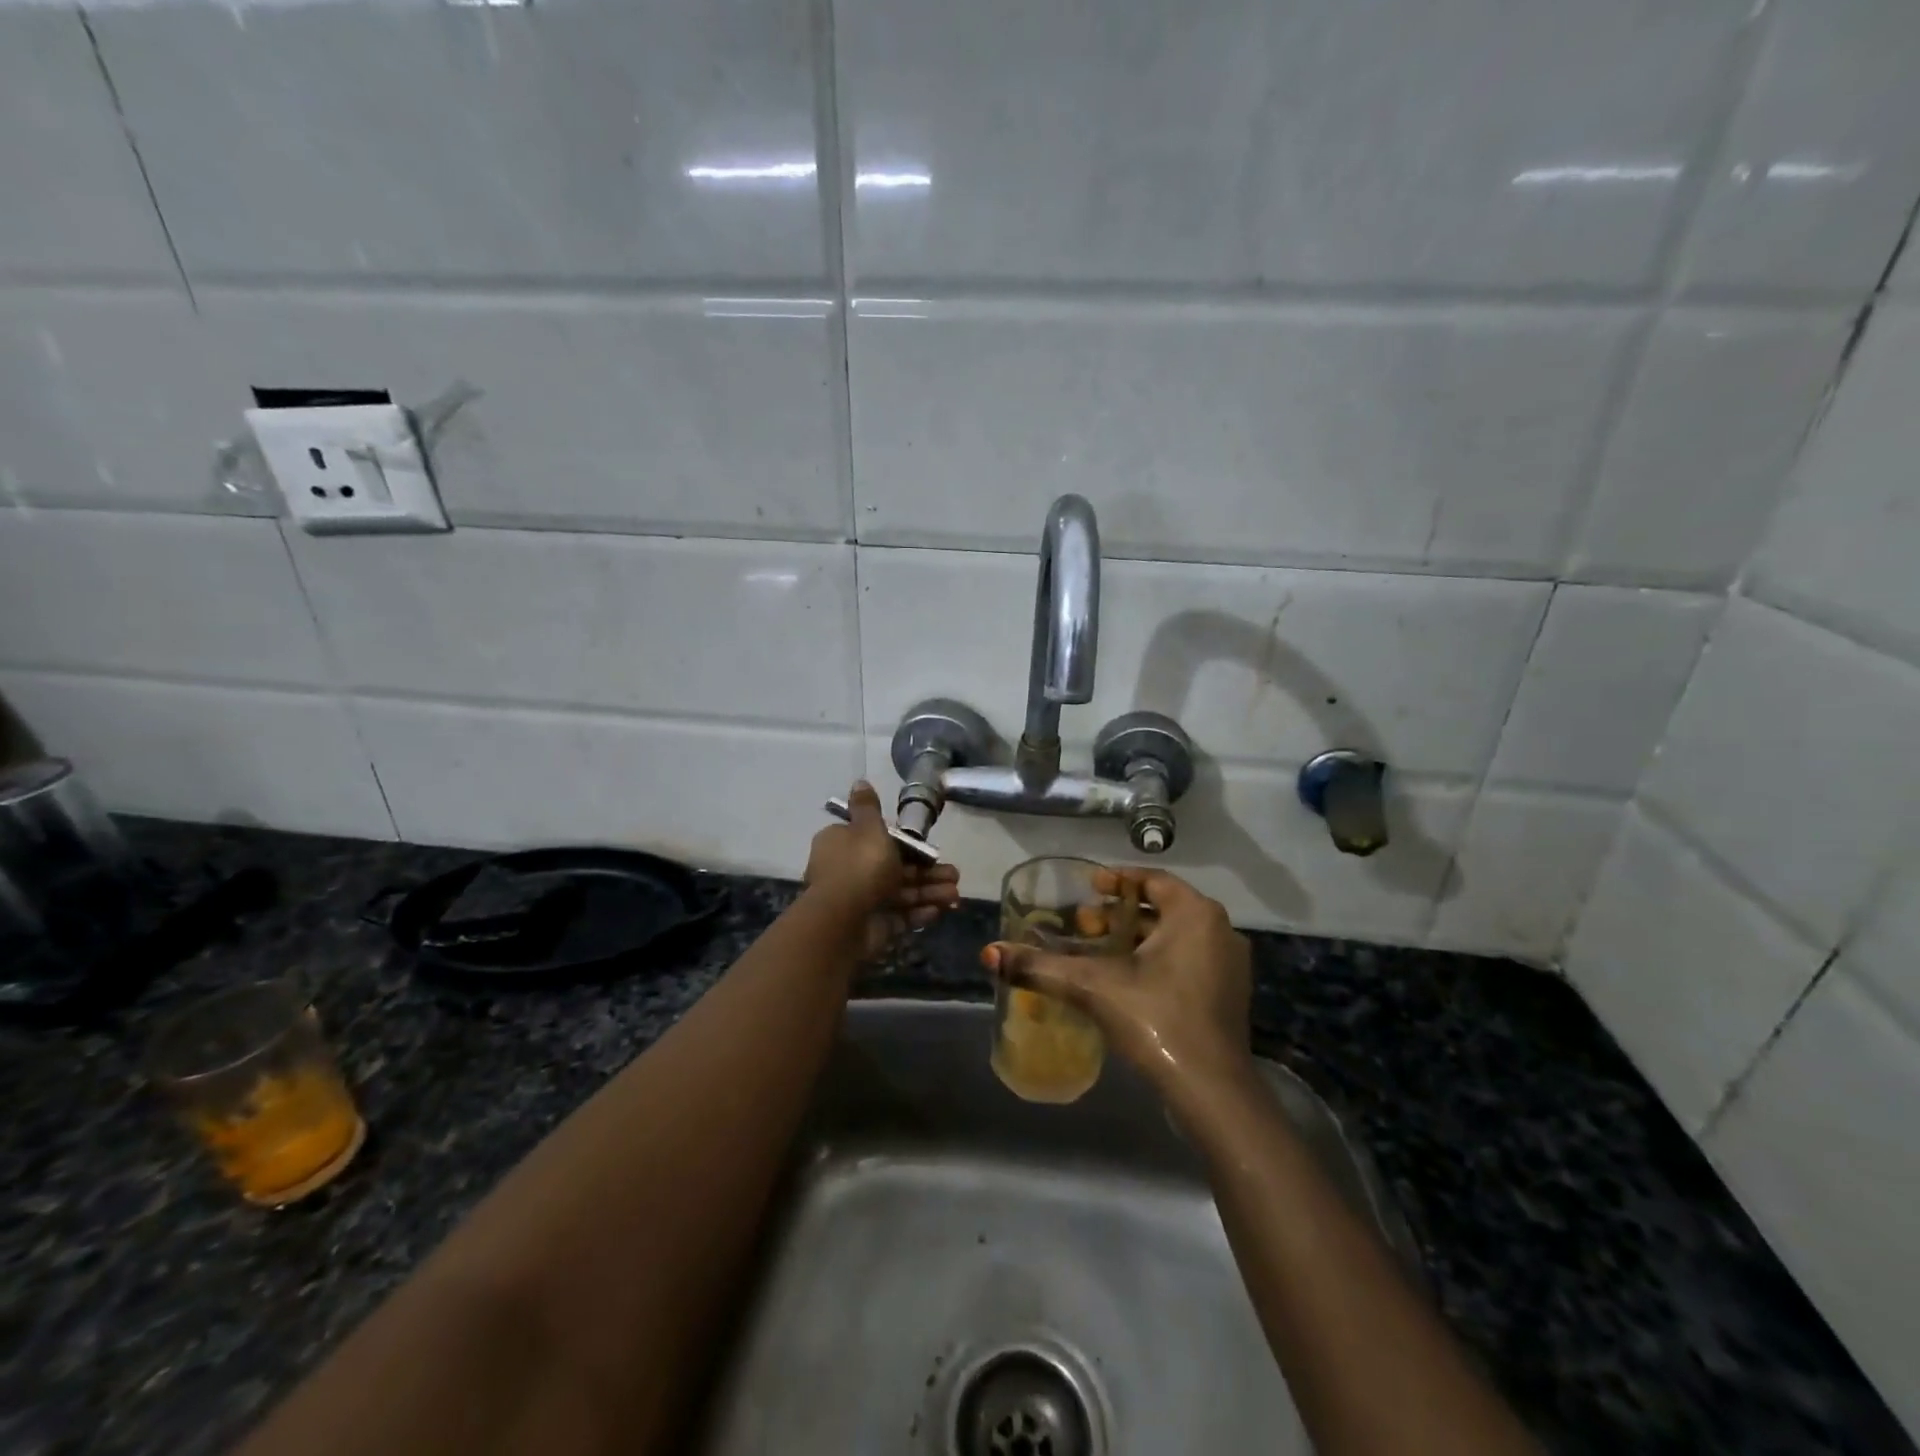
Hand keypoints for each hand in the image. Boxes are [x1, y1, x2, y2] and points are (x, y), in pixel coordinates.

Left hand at [804, 781, 960, 957]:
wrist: (844, 921)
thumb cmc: (860, 867)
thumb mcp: (868, 828)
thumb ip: (868, 807)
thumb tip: (859, 782)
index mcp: (843, 843)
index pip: (876, 838)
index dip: (904, 842)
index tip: (927, 845)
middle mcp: (850, 870)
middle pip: (894, 867)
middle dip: (927, 871)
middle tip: (955, 874)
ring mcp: (861, 900)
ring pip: (901, 892)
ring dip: (930, 892)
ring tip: (955, 894)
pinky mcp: (872, 925)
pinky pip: (900, 916)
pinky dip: (919, 912)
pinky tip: (940, 910)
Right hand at [982, 867, 1252, 1097]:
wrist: (1211, 1090)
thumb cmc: (1155, 1018)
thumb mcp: (1092, 986)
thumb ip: (1040, 967)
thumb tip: (989, 954)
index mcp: (1195, 914)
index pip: (1152, 880)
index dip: (1116, 881)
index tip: (1087, 890)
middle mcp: (1219, 930)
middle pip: (1161, 909)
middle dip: (1118, 916)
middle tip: (1083, 926)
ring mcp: (1230, 966)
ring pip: (1175, 938)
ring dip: (1135, 940)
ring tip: (1097, 954)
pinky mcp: (1229, 996)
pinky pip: (1188, 962)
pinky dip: (1156, 962)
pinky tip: (1125, 982)